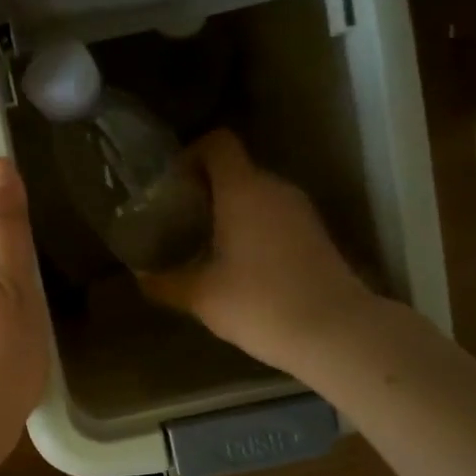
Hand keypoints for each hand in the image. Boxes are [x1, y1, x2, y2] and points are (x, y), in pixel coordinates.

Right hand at [144, 131, 374, 373]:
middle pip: (236, 170)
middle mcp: (275, 189)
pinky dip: (253, 228)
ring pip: (257, 195)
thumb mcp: (202, 297)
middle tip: (180, 219)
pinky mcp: (316, 234)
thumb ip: (166, 282)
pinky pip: (276, 216)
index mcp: (243, 190)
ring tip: (205, 243)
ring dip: (230, 210)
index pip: (218, 144)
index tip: (172, 183)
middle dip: (205, 188)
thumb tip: (141, 277)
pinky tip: (239, 264)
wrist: (334, 332)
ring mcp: (301, 211)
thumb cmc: (259, 303)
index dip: (192, 153)